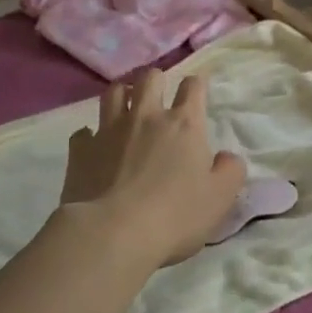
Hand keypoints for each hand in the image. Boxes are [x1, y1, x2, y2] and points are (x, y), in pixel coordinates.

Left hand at [61, 70, 246, 269]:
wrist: (113, 234)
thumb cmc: (175, 215)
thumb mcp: (220, 197)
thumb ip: (230, 171)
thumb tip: (226, 157)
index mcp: (184, 124)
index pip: (193, 87)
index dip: (197, 85)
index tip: (198, 91)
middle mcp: (146, 117)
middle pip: (150, 79)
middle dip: (157, 80)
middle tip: (159, 95)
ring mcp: (109, 131)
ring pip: (113, 93)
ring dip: (122, 94)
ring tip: (126, 107)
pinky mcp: (81, 151)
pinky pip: (83, 132)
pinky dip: (91, 135)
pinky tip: (95, 145)